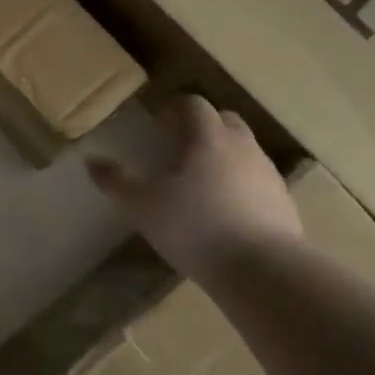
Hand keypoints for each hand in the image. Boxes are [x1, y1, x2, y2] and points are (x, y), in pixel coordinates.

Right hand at [86, 96, 300, 282]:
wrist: (262, 270)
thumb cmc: (195, 228)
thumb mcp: (143, 206)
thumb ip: (117, 181)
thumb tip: (91, 161)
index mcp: (208, 137)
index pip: (193, 104)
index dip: (174, 109)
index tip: (158, 124)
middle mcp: (242, 146)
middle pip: (224, 120)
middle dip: (202, 127)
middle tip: (178, 148)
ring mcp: (267, 173)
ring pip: (244, 149)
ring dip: (223, 155)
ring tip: (200, 182)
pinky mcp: (283, 200)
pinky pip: (257, 179)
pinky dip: (240, 183)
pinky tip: (225, 210)